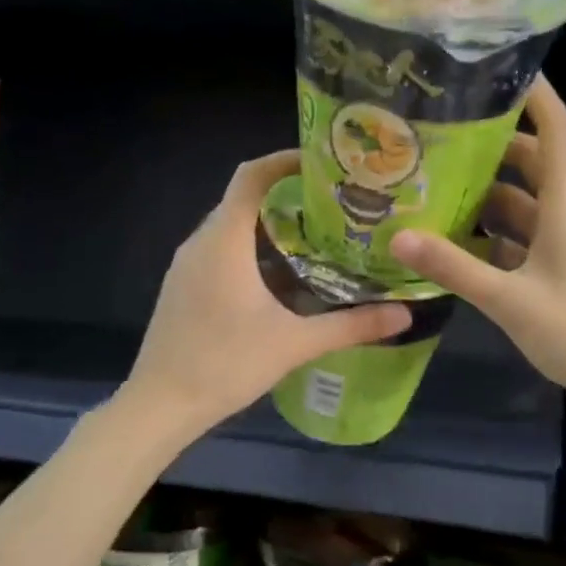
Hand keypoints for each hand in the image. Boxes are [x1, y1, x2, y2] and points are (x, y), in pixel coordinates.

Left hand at [123, 152, 410, 444]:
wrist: (161, 405)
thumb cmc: (225, 365)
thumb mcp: (294, 344)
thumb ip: (350, 326)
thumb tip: (404, 314)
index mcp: (224, 241)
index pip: (251, 176)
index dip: (285, 161)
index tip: (323, 164)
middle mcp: (200, 243)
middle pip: (242, 200)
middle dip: (286, 196)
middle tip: (333, 208)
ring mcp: (185, 267)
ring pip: (230, 228)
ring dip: (267, 226)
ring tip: (314, 240)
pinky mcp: (181, 289)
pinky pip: (218, 252)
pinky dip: (249, 250)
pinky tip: (277, 279)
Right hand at [390, 77, 565, 417]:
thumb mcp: (509, 299)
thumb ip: (454, 267)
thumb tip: (399, 236)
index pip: (556, 132)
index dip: (534, 97)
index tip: (499, 69)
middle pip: (533, 165)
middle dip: (494, 147)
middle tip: (443, 138)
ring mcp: (563, 245)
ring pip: (523, 205)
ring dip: (488, 195)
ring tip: (436, 187)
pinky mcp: (556, 272)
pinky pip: (520, 240)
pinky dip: (492, 236)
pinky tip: (455, 243)